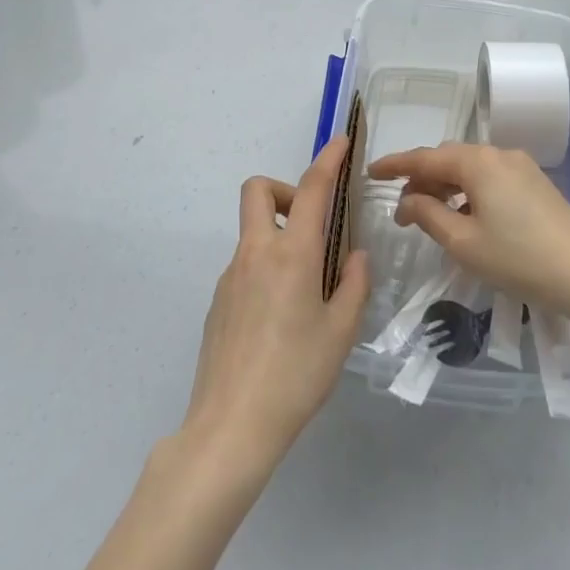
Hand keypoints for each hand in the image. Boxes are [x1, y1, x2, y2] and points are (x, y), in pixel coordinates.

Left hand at [182, 136, 368, 477]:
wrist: (230, 428)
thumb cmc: (296, 376)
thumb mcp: (340, 332)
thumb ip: (352, 285)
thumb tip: (353, 256)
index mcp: (292, 254)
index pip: (311, 189)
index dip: (328, 159)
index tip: (340, 141)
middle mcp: (255, 253)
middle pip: (257, 190)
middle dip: (284, 189)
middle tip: (310, 223)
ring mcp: (229, 277)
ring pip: (252, 233)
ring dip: (278, 238)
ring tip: (305, 292)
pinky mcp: (216, 302)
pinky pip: (244, 267)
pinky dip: (265, 271)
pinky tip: (279, 321)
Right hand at [366, 143, 569, 318]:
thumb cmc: (518, 258)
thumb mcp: (463, 242)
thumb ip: (428, 215)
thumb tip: (408, 200)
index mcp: (478, 162)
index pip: (426, 157)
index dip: (395, 164)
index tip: (371, 172)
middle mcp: (499, 154)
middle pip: (449, 158)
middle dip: (422, 177)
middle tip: (401, 206)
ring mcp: (521, 167)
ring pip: (471, 168)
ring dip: (446, 186)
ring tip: (429, 214)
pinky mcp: (535, 184)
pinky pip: (490, 178)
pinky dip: (469, 192)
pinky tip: (465, 217)